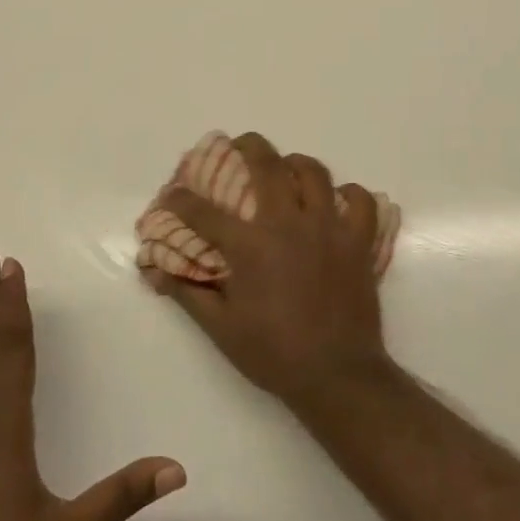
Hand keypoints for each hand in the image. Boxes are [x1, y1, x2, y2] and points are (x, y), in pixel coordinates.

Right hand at [146, 133, 391, 406]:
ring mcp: (329, 228)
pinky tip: (337, 201)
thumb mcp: (221, 329)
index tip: (171, 195)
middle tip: (239, 146)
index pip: (204, 212)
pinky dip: (350, 194)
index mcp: (251, 245)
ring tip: (287, 170)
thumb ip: (189, 293)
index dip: (181, 200)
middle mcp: (289, 224)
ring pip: (315, 173)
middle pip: (267, 165)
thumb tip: (157, 272)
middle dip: (248, 146)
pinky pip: (361, 201)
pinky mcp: (358, 241)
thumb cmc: (274, 353)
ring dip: (296, 164)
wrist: (337, 374)